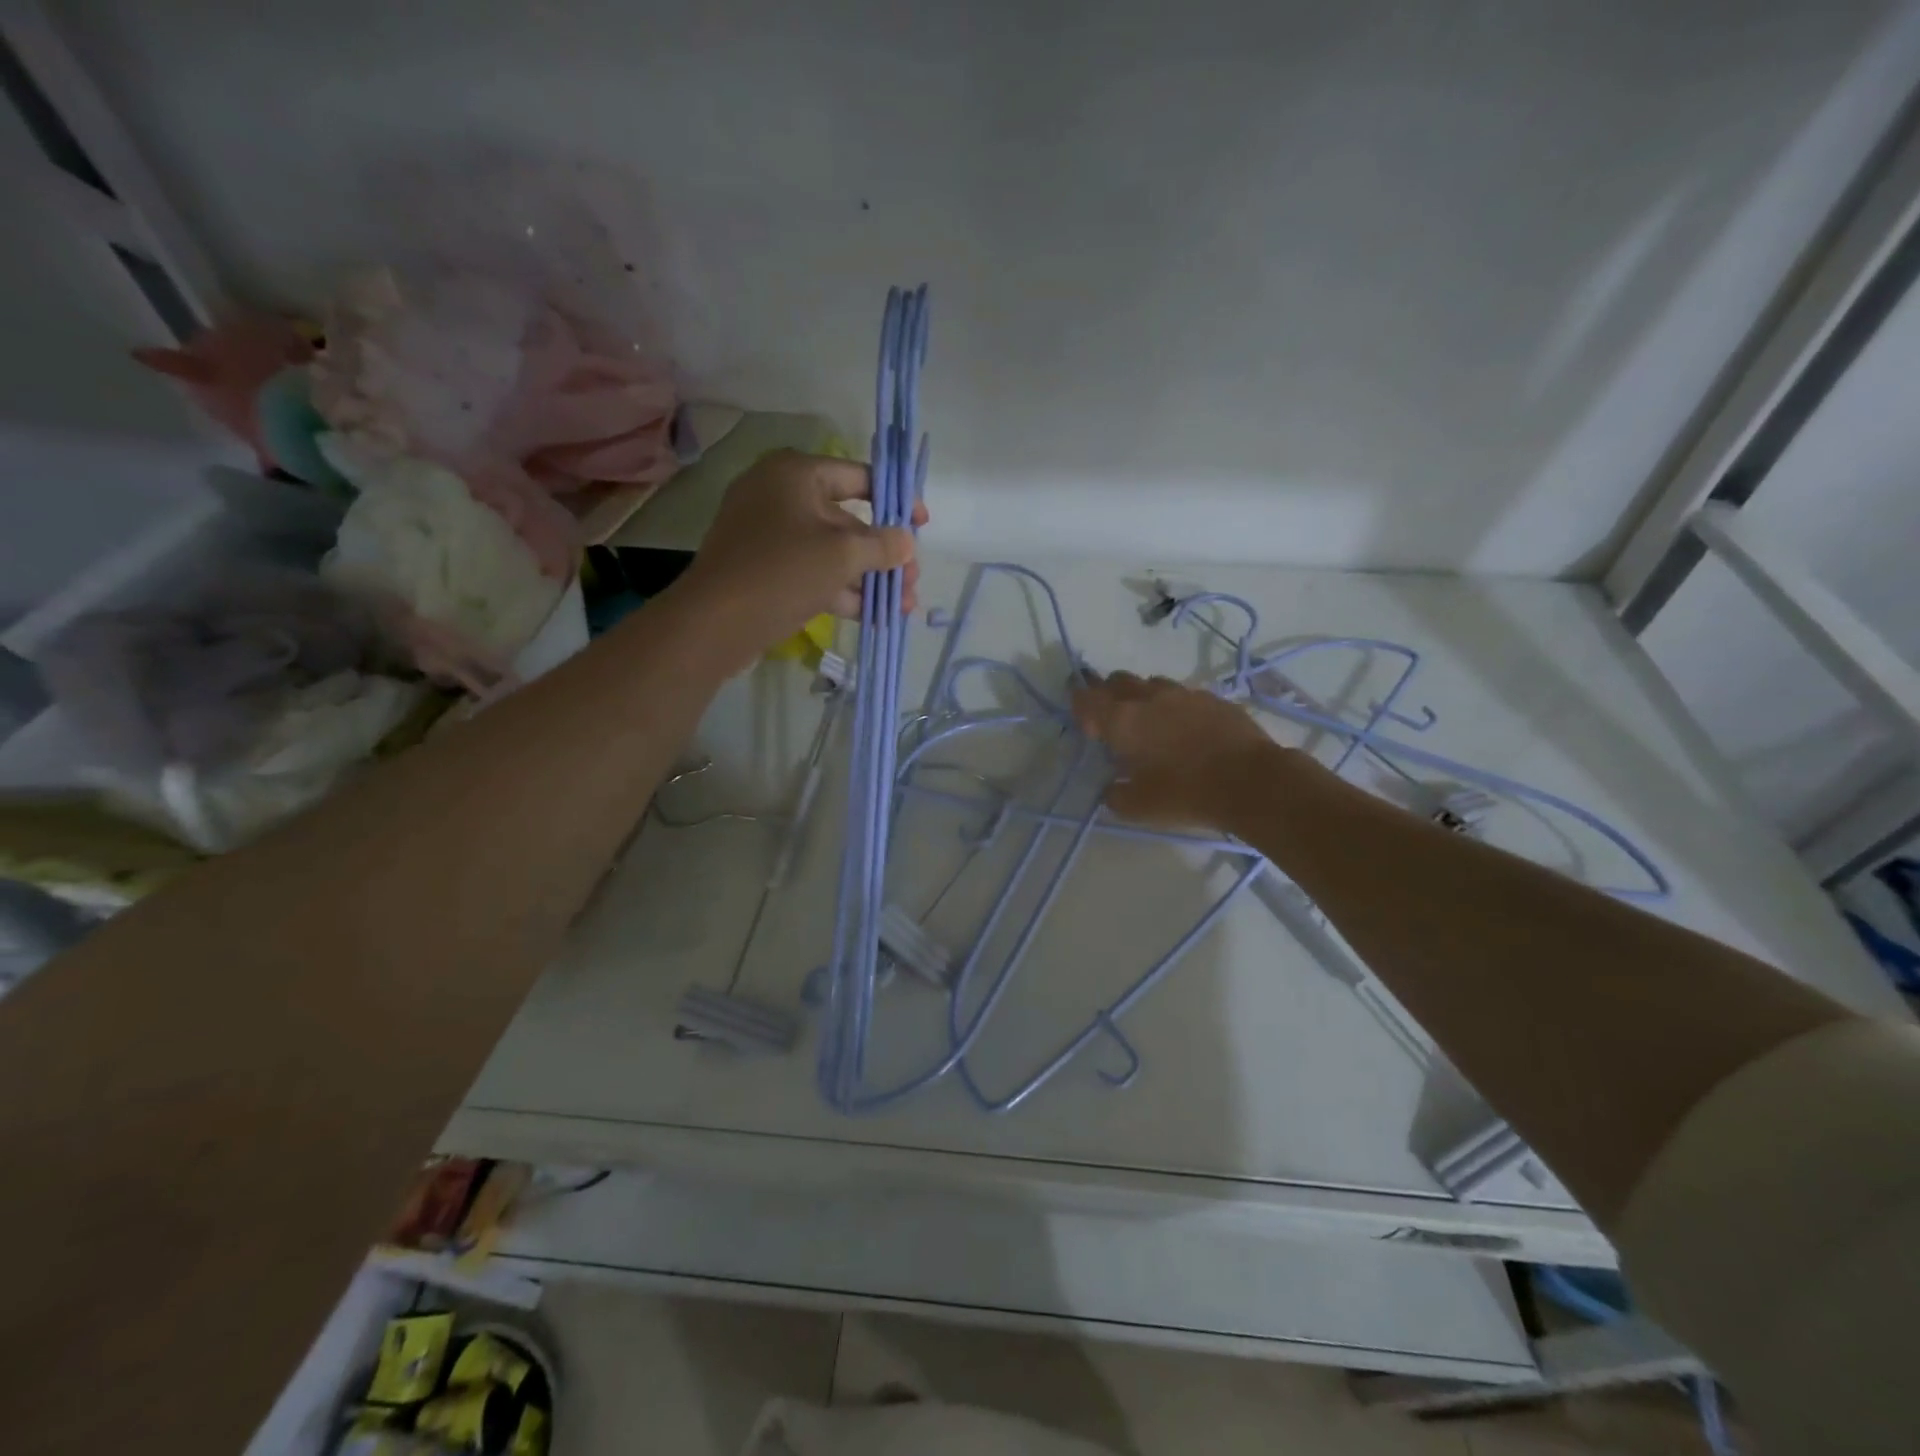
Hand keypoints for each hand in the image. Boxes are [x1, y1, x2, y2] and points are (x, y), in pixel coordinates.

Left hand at [677, 451, 927, 652]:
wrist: (715, 622)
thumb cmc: (782, 571)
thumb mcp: (842, 555)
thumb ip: (882, 545)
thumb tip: (906, 541)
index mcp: (796, 474)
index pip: (859, 476)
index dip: (896, 500)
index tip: (921, 526)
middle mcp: (780, 496)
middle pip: (848, 520)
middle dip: (884, 555)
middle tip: (912, 582)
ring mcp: (769, 535)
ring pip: (831, 552)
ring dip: (868, 578)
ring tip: (903, 606)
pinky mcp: (764, 570)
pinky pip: (811, 572)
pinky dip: (841, 591)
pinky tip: (873, 616)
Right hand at [1071, 672, 1281, 830]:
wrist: (1251, 782)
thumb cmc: (1185, 794)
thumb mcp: (1138, 807)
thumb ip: (1115, 795)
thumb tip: (1111, 788)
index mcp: (1122, 720)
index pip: (1086, 698)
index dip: (1079, 706)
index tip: (1087, 727)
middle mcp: (1149, 698)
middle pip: (1117, 681)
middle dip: (1108, 696)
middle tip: (1113, 722)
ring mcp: (1184, 694)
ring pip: (1152, 684)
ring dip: (1143, 699)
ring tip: (1150, 725)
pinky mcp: (1214, 699)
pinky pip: (1184, 696)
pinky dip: (1175, 708)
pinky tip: (1185, 730)